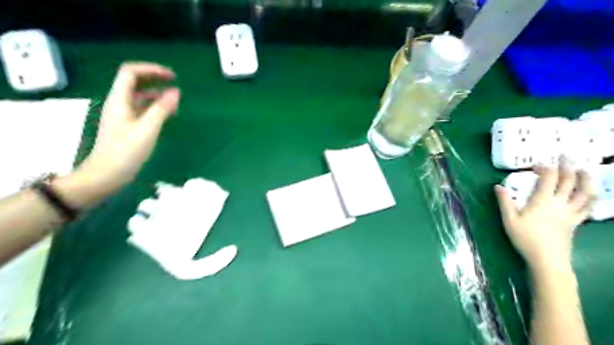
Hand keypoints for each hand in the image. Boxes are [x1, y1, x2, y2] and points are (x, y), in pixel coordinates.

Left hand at [53, 61, 180, 207]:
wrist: (106, 175)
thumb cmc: (126, 152)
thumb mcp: (147, 129)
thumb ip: (161, 109)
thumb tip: (176, 92)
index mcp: (119, 100)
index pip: (131, 72)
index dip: (151, 70)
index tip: (172, 77)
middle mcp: (119, 103)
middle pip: (135, 82)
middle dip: (155, 80)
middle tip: (176, 85)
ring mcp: (123, 115)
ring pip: (140, 97)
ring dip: (157, 95)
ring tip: (176, 102)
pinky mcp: (128, 126)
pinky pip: (142, 110)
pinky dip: (156, 108)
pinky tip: (168, 115)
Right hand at [495, 160, 596, 271]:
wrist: (547, 260)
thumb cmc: (525, 239)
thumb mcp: (509, 220)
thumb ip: (505, 201)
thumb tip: (498, 186)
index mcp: (543, 201)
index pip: (548, 178)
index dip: (545, 168)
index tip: (538, 163)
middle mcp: (560, 204)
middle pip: (569, 182)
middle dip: (568, 167)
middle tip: (566, 156)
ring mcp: (570, 213)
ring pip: (584, 193)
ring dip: (586, 179)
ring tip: (584, 170)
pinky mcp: (575, 222)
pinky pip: (587, 207)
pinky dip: (591, 198)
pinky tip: (590, 194)